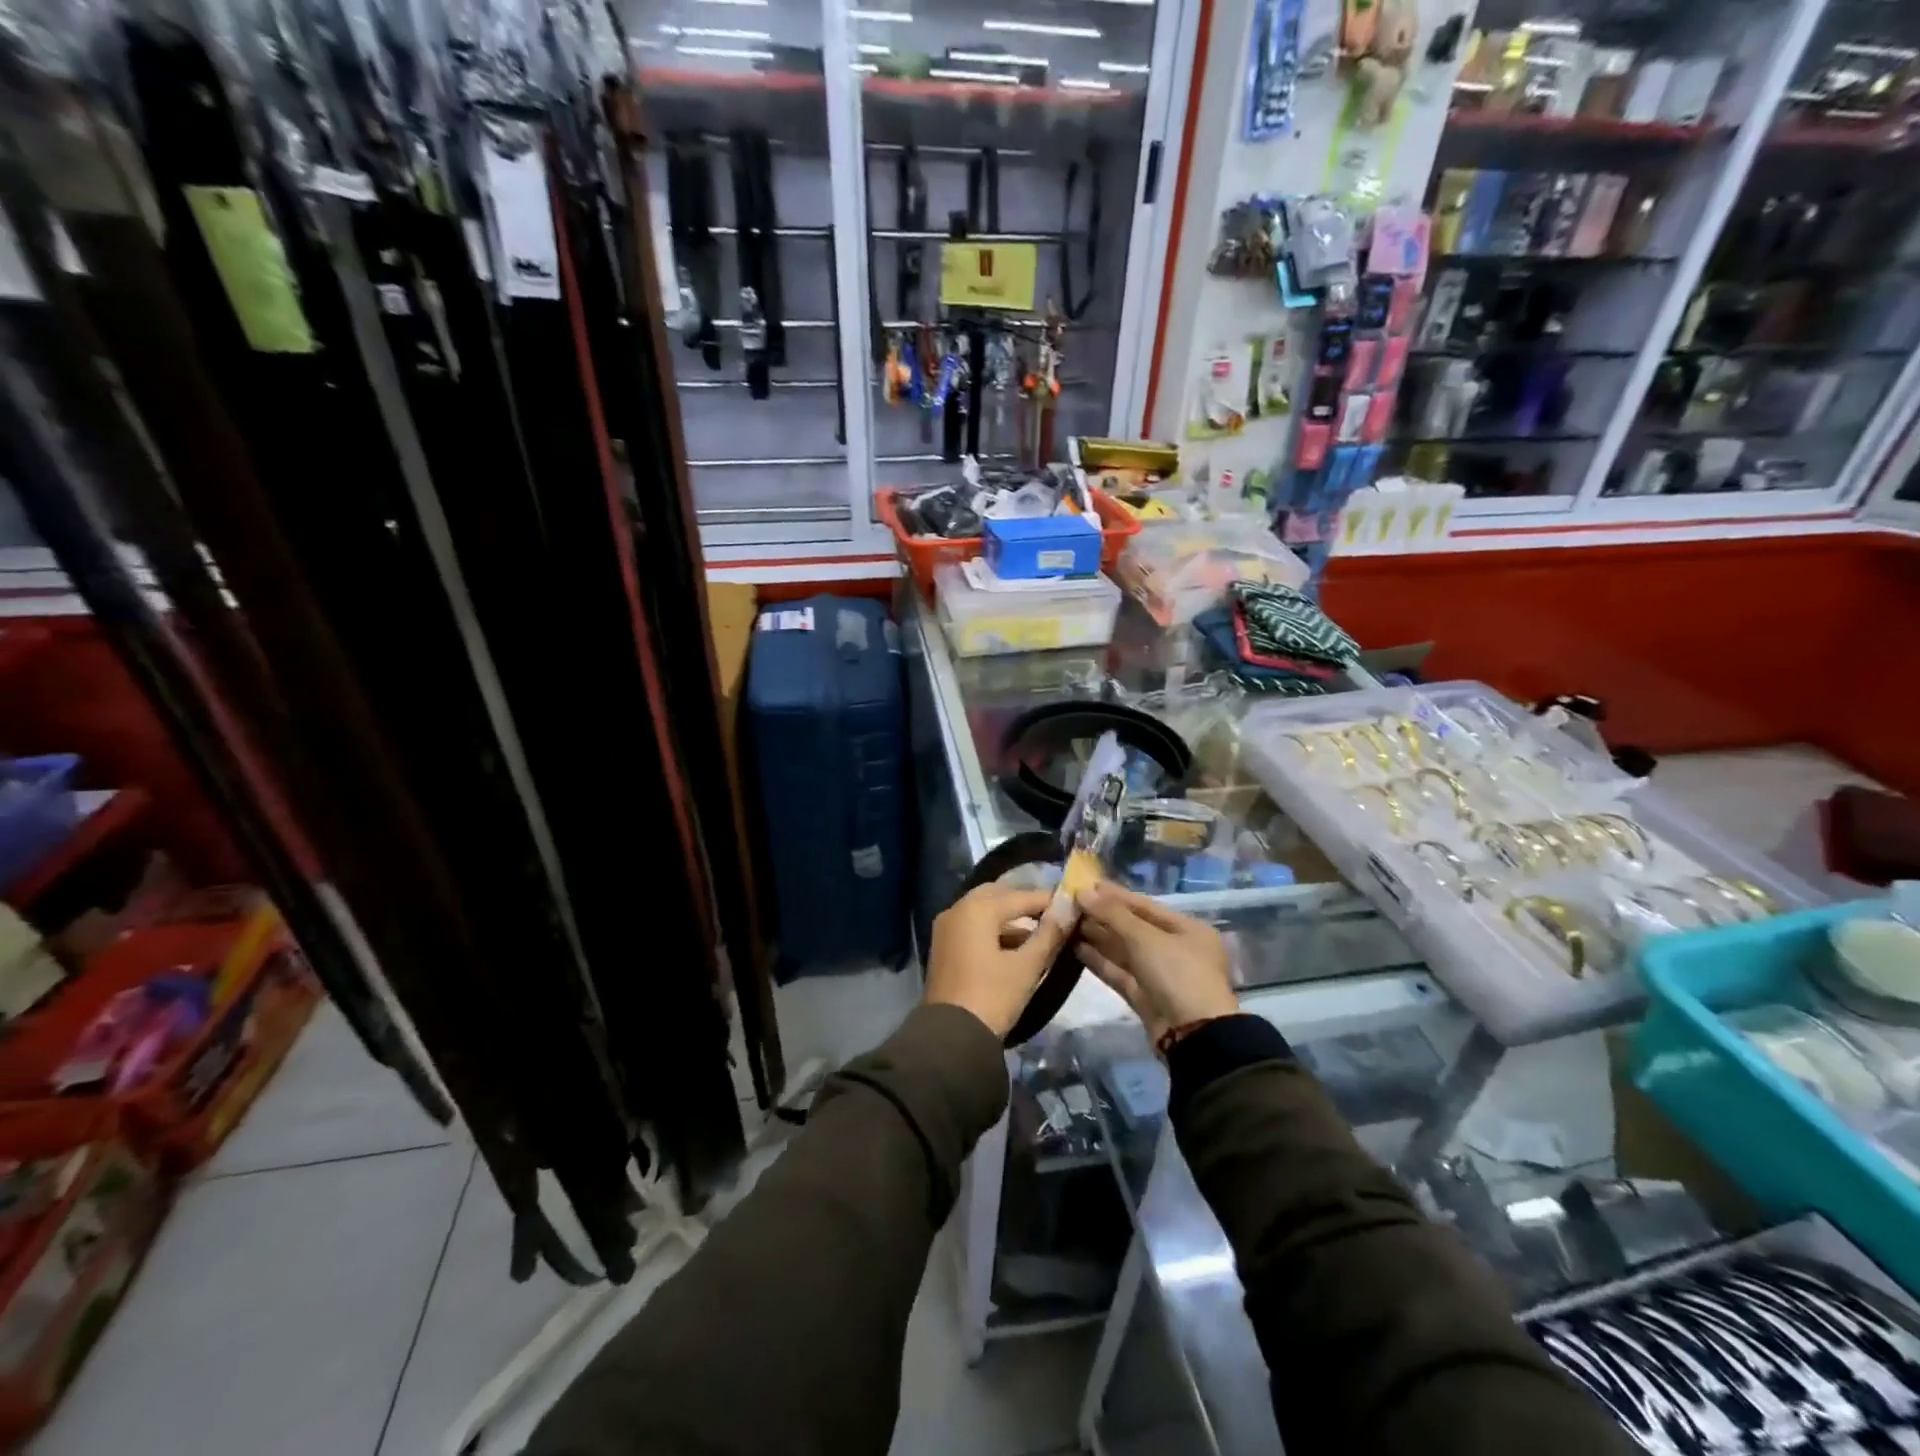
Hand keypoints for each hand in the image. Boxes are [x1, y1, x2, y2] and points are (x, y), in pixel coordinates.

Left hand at [924, 883, 1075, 1038]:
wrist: (951, 1037)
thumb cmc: (992, 997)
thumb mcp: (1027, 967)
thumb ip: (1049, 934)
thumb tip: (1068, 910)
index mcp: (977, 909)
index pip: (1020, 896)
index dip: (1047, 900)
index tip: (1072, 904)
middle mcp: (957, 909)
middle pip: (997, 895)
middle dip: (1024, 903)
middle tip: (1052, 914)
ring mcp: (946, 928)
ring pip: (983, 911)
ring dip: (1009, 918)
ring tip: (1040, 932)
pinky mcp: (943, 946)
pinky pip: (972, 926)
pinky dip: (993, 930)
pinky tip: (1015, 946)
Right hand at [1075, 883, 1236, 1044]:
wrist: (1193, 1037)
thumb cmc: (1177, 975)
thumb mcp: (1146, 938)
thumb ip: (1113, 914)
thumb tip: (1083, 893)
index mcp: (1187, 929)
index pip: (1145, 906)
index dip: (1115, 895)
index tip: (1085, 884)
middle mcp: (1175, 949)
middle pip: (1133, 927)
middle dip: (1102, 916)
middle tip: (1070, 904)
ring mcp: (1159, 974)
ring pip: (1124, 950)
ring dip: (1097, 937)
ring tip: (1067, 923)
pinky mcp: (1144, 996)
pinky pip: (1119, 972)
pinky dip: (1100, 960)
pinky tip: (1075, 948)